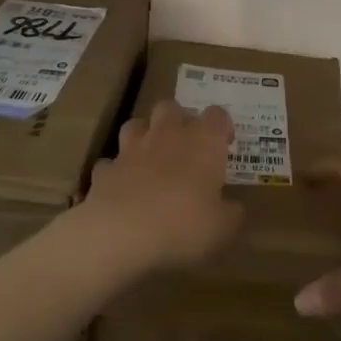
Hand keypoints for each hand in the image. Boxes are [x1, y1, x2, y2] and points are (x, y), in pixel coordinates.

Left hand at [82, 100, 243, 272]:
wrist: (122, 232)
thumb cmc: (183, 224)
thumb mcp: (222, 227)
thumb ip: (231, 213)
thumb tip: (235, 208)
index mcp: (203, 142)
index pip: (217, 115)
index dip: (222, 126)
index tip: (225, 144)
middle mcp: (167, 134)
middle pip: (171, 107)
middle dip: (178, 120)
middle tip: (185, 146)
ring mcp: (132, 149)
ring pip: (136, 125)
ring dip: (143, 136)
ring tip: (150, 158)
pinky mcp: (106, 169)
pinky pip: (111, 163)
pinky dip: (117, 171)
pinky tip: (122, 188)